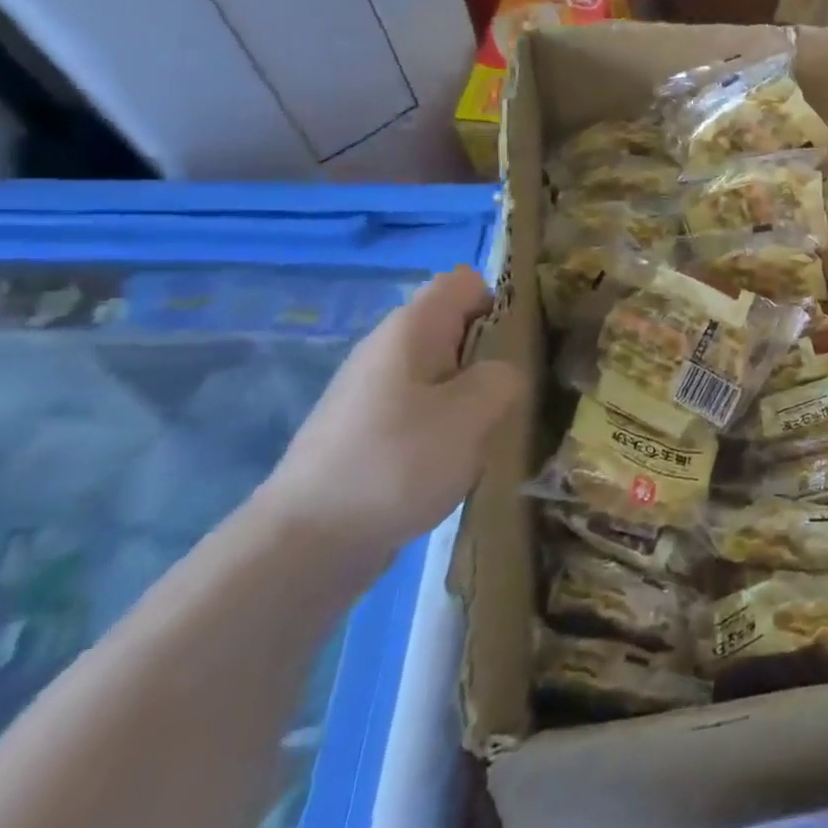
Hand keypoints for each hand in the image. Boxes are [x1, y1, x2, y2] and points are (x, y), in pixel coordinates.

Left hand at [260, 267, 521, 561]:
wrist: (304, 545)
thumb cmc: (396, 462)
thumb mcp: (473, 412)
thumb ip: (505, 376)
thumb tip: (503, 374)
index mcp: (412, 328)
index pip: (465, 282)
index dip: (501, 301)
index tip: (523, 344)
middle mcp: (389, 349)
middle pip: (456, 327)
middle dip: (493, 354)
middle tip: (516, 394)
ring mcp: (374, 392)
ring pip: (443, 373)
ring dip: (473, 396)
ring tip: (491, 433)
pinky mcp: (368, 432)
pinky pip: (423, 409)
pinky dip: (447, 426)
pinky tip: (455, 462)